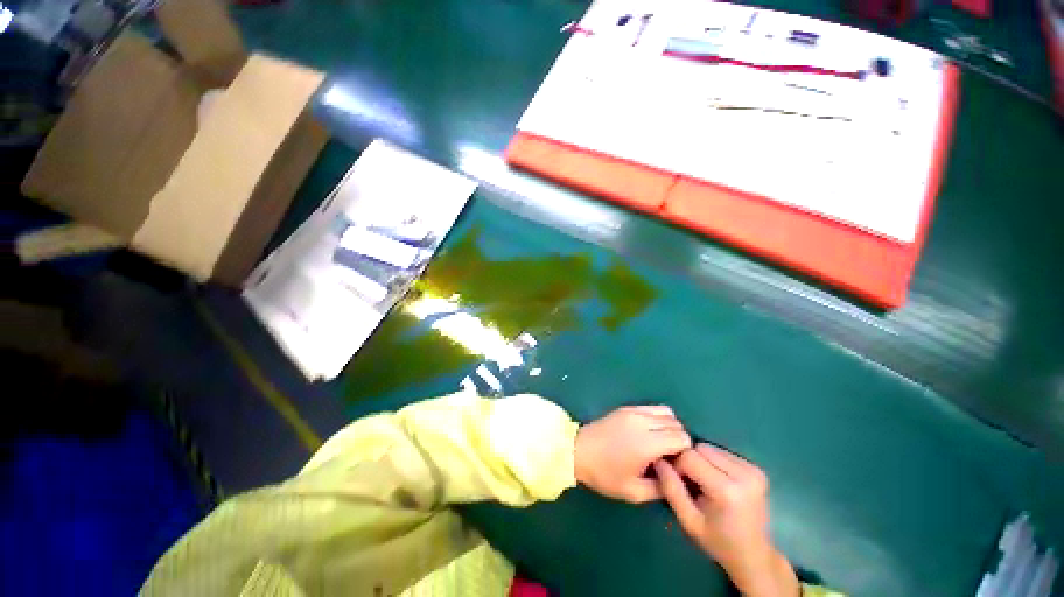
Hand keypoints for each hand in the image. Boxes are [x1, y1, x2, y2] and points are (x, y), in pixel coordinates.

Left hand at [574, 405, 691, 503]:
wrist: (578, 451)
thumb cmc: (604, 474)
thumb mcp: (634, 492)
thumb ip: (661, 488)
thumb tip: (677, 477)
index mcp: (647, 443)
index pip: (682, 438)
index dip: (684, 453)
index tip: (674, 464)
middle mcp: (643, 422)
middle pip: (676, 424)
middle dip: (678, 440)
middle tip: (667, 456)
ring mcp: (634, 411)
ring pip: (666, 412)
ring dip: (669, 427)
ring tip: (659, 443)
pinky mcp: (626, 407)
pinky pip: (652, 408)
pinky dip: (658, 418)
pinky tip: (648, 433)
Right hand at [654, 445, 798, 596]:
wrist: (754, 556)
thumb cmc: (717, 541)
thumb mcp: (688, 521)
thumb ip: (671, 489)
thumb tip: (658, 461)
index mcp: (726, 490)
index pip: (689, 457)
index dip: (677, 466)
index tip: (678, 483)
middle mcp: (744, 475)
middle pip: (700, 448)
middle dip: (689, 461)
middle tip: (691, 484)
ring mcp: (753, 471)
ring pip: (710, 448)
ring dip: (702, 460)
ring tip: (704, 483)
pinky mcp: (757, 469)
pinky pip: (722, 453)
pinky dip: (714, 462)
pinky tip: (717, 481)